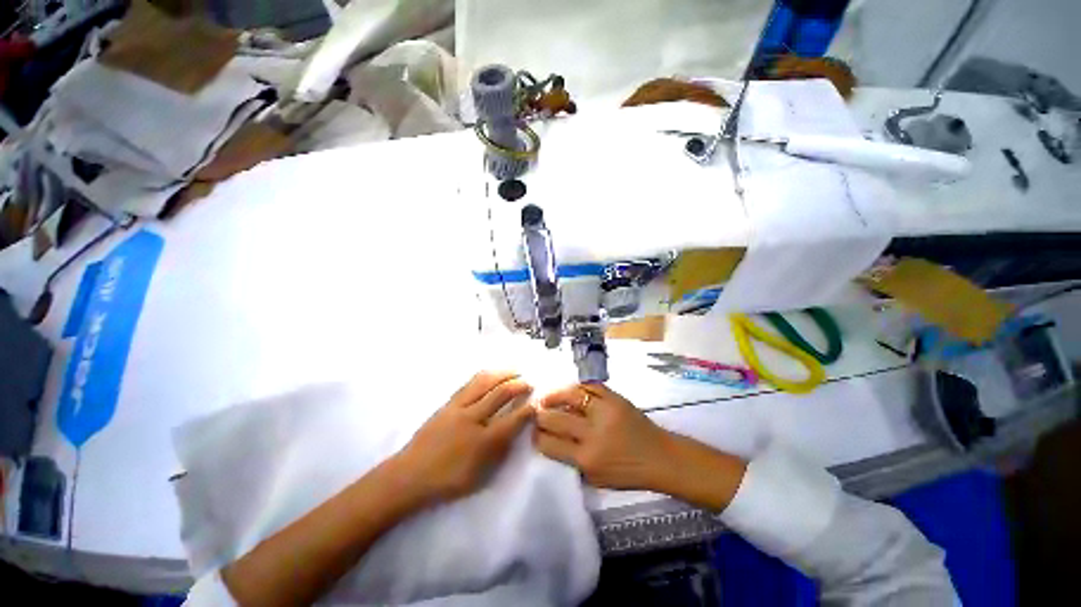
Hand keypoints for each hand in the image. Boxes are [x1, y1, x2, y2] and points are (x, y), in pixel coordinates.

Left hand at [395, 371, 534, 504]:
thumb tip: (515, 431)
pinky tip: (493, 374)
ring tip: (515, 370)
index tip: (537, 402)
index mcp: (484, 442)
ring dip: (503, 374)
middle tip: (530, 382)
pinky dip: (486, 376)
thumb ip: (500, 451)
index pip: (514, 419)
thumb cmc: (448, 481)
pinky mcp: (448, 403)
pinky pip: (470, 384)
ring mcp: (459, 408)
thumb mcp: (480, 476)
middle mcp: (473, 419)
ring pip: (485, 382)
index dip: (528, 409)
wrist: (410, 475)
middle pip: (501, 394)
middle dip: (519, 385)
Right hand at [533, 384, 671, 490]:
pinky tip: (571, 390)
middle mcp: (593, 433)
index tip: (533, 432)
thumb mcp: (596, 478)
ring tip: (548, 397)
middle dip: (541, 415)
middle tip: (537, 412)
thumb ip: (572, 460)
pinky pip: (591, 386)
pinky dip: (578, 387)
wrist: (659, 457)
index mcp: (587, 458)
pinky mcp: (615, 398)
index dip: (537, 437)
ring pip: (572, 396)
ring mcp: (605, 412)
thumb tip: (552, 440)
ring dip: (555, 395)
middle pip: (556, 419)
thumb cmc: (627, 473)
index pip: (550, 444)